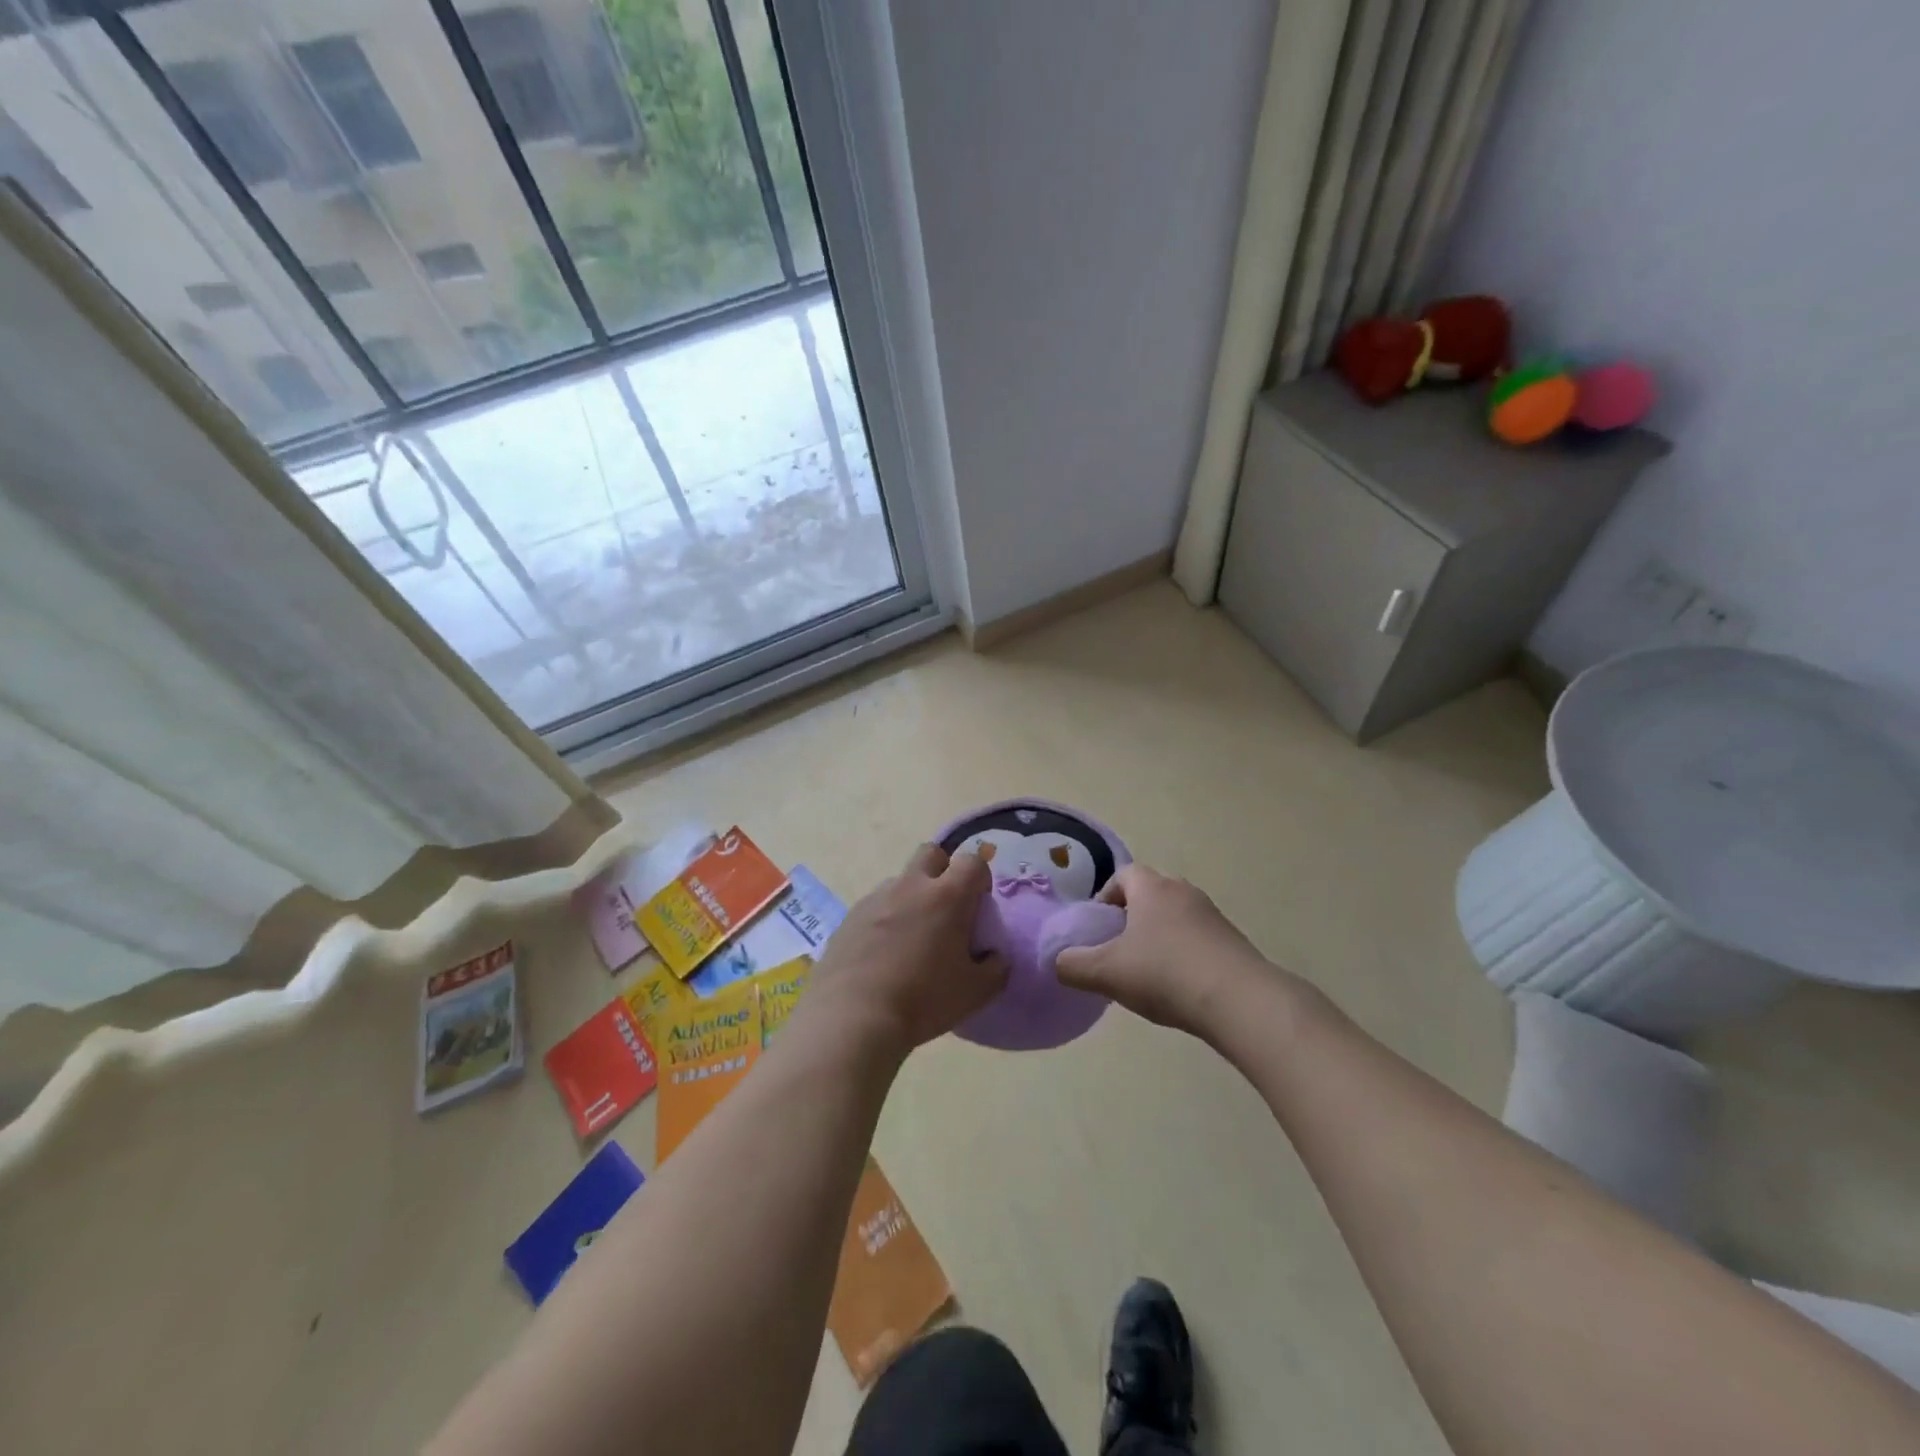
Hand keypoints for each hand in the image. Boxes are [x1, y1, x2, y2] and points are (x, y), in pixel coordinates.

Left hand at [806, 844, 1007, 1056]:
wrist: (854, 1016)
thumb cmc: (924, 999)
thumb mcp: (976, 992)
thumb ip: (996, 968)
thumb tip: (995, 956)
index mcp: (948, 896)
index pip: (972, 861)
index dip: (980, 878)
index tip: (979, 905)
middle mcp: (911, 886)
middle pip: (931, 853)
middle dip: (943, 871)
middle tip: (946, 909)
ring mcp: (876, 898)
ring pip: (900, 881)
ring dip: (911, 898)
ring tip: (910, 939)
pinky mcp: (850, 917)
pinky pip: (875, 906)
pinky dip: (885, 919)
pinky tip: (882, 955)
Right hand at [1054, 864, 1271, 1037]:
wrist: (1240, 1001)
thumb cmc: (1165, 974)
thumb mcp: (1106, 972)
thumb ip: (1073, 965)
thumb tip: (1058, 962)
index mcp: (1151, 888)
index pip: (1123, 875)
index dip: (1105, 896)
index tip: (1097, 927)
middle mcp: (1183, 891)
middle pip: (1149, 893)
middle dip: (1131, 916)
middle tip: (1117, 949)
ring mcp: (1212, 915)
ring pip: (1175, 916)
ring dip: (1158, 936)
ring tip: (1147, 972)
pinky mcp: (1232, 941)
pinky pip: (1197, 938)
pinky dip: (1183, 953)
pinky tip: (1178, 986)